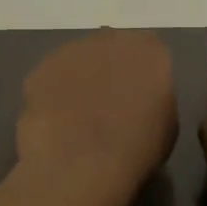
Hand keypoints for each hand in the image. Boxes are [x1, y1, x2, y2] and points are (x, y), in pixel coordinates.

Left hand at [16, 30, 178, 199]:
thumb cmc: (137, 150)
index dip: (143, 73)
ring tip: (78, 116)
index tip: (140, 95)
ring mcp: (70, 52)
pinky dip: (53, 94)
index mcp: (149, 51)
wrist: (82, 165)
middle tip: (108, 103)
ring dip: (79, 79)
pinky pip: (50, 79)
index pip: (150, 51)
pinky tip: (56, 122)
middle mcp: (110, 40)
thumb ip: (155, 98)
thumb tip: (139, 98)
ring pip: (78, 60)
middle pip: (111, 48)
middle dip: (110, 68)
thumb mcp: (167, 125)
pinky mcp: (39, 70)